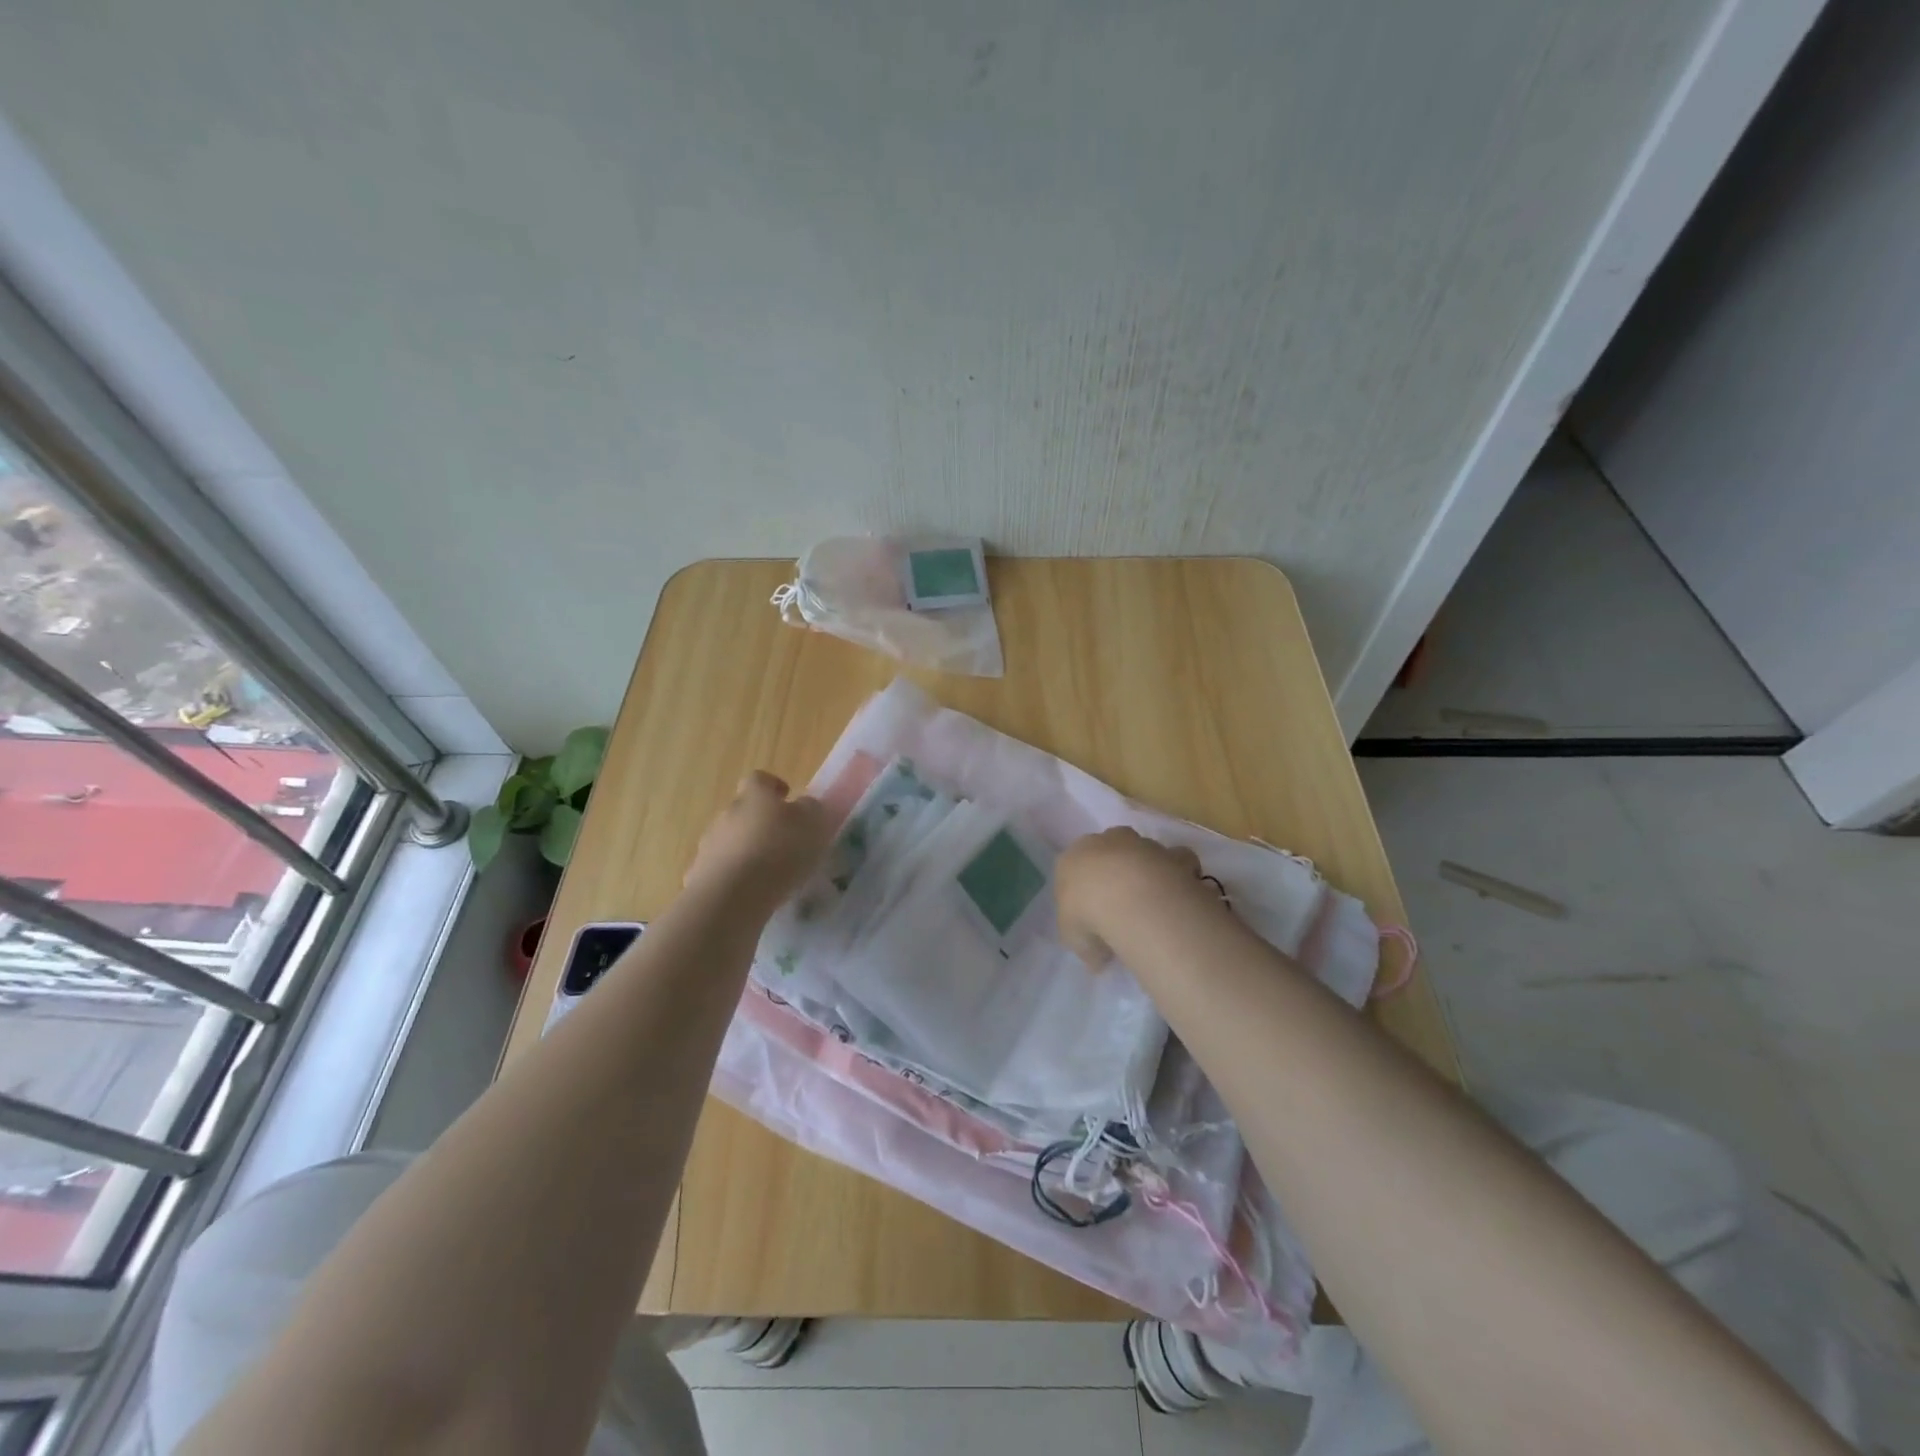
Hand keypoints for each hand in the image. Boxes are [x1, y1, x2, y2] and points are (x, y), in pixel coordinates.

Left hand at [685, 771, 831, 911]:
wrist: (732, 895)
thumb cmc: (778, 852)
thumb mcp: (812, 825)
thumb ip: (810, 809)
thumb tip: (804, 803)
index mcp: (755, 795)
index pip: (760, 779)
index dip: (773, 787)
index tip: (787, 799)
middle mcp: (727, 812)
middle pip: (743, 810)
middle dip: (760, 822)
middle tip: (782, 841)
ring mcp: (709, 843)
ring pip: (730, 839)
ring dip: (745, 849)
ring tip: (766, 871)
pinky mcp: (699, 873)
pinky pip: (719, 867)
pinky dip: (732, 874)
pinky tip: (748, 891)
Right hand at [1055, 826, 1217, 967]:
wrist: (1130, 897)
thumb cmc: (1087, 913)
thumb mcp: (1074, 939)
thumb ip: (1086, 944)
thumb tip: (1098, 958)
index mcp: (1072, 859)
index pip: (1073, 870)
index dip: (1084, 893)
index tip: (1091, 917)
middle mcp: (1104, 842)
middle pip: (1109, 853)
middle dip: (1115, 873)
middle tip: (1122, 907)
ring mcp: (1140, 844)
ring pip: (1144, 853)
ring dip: (1148, 872)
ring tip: (1154, 906)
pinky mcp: (1171, 853)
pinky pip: (1178, 862)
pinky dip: (1180, 875)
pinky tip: (1179, 897)